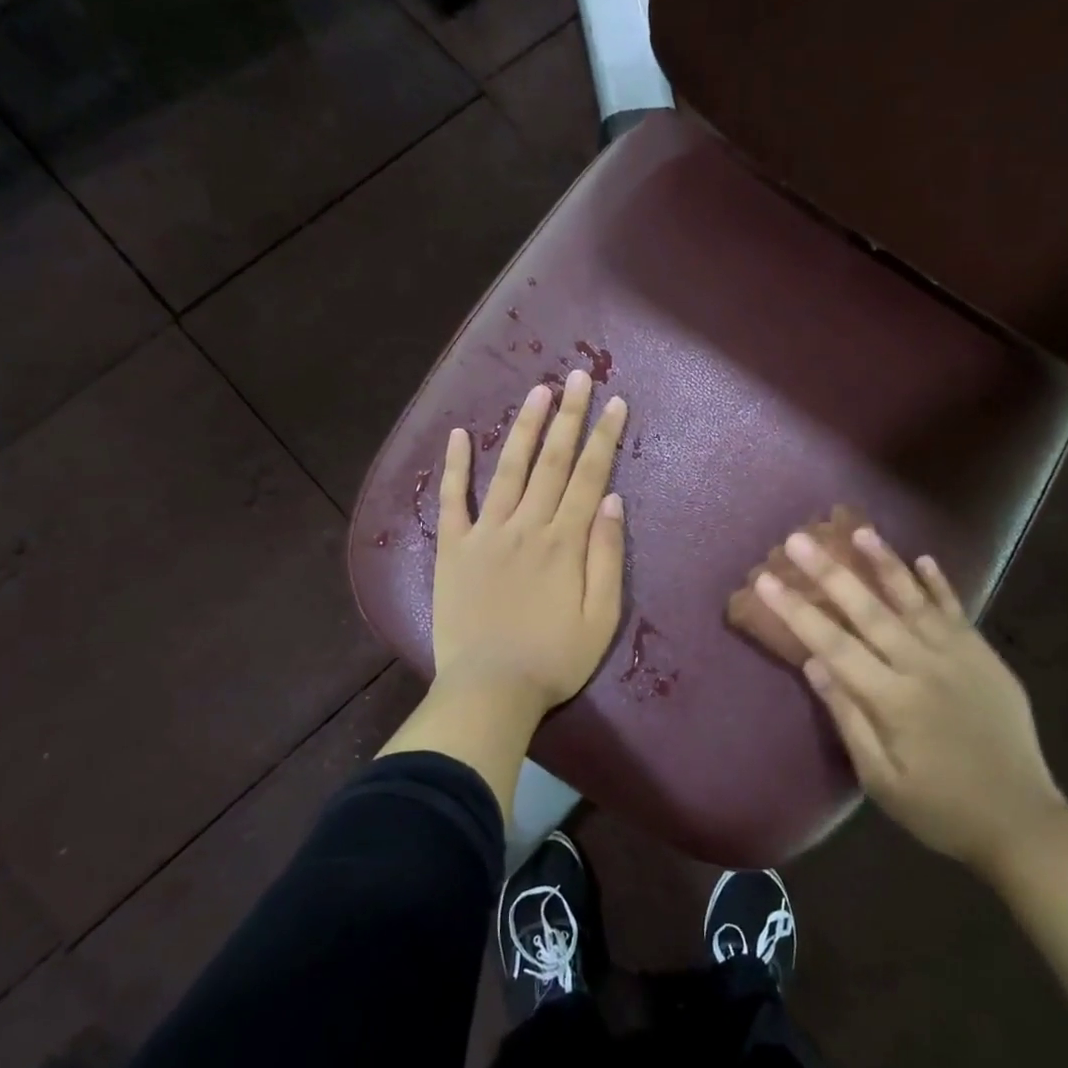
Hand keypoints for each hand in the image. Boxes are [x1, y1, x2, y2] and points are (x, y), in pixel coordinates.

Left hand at [431, 370, 628, 719]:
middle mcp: (526, 526)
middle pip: (551, 461)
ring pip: (509, 469)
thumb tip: (613, 502)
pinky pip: (453, 500)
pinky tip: (460, 434)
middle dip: (568, 416)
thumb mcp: (601, 618)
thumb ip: (607, 557)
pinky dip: (455, 466)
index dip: (603, 437)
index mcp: (564, 542)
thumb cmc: (554, 660)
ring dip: (524, 428)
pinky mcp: (453, 549)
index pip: (589, 476)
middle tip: (578, 376)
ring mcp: (485, 534)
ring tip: (538, 391)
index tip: (615, 402)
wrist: (489, 690)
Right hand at [756, 525, 1067, 875]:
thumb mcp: (881, 780)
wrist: (1023, 823)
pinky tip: (922, 559)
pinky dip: (939, 584)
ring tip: (858, 530)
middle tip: (798, 539)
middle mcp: (923, 667)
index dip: (796, 610)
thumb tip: (814, 664)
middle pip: (868, 610)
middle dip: (829, 572)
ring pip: (914, 600)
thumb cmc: (940, 809)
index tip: (765, 581)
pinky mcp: (985, 658)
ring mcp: (959, 657)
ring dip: (884, 562)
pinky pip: (957, 612)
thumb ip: (848, 718)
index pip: (832, 644)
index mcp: (892, 700)